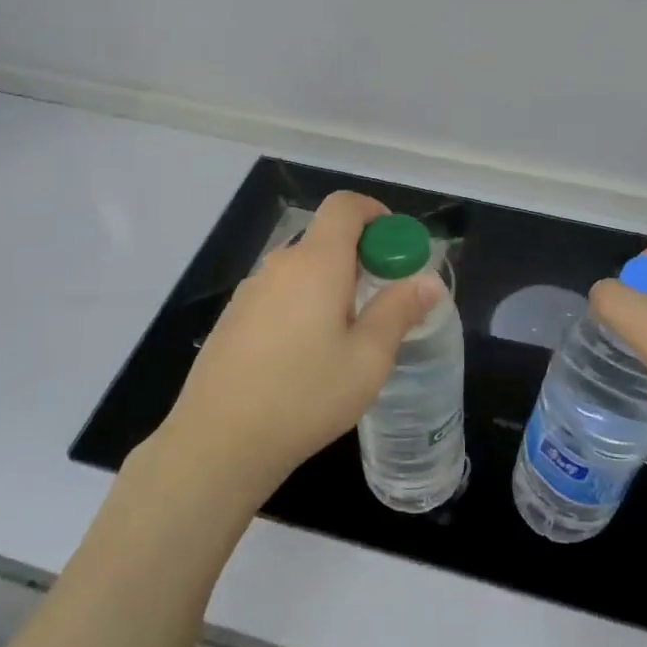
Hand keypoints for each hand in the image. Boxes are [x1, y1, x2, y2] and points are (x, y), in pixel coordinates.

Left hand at [148, 191, 441, 505]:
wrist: (219, 441)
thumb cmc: (305, 396)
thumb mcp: (368, 359)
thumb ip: (399, 311)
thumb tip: (428, 280)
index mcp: (316, 263)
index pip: (344, 205)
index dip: (374, 212)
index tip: (394, 245)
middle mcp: (279, 265)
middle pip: (324, 239)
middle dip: (359, 258)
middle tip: (381, 302)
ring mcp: (249, 291)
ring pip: (301, 270)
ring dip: (330, 285)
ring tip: (345, 337)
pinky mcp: (233, 318)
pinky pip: (278, 295)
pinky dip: (302, 304)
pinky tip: (304, 357)